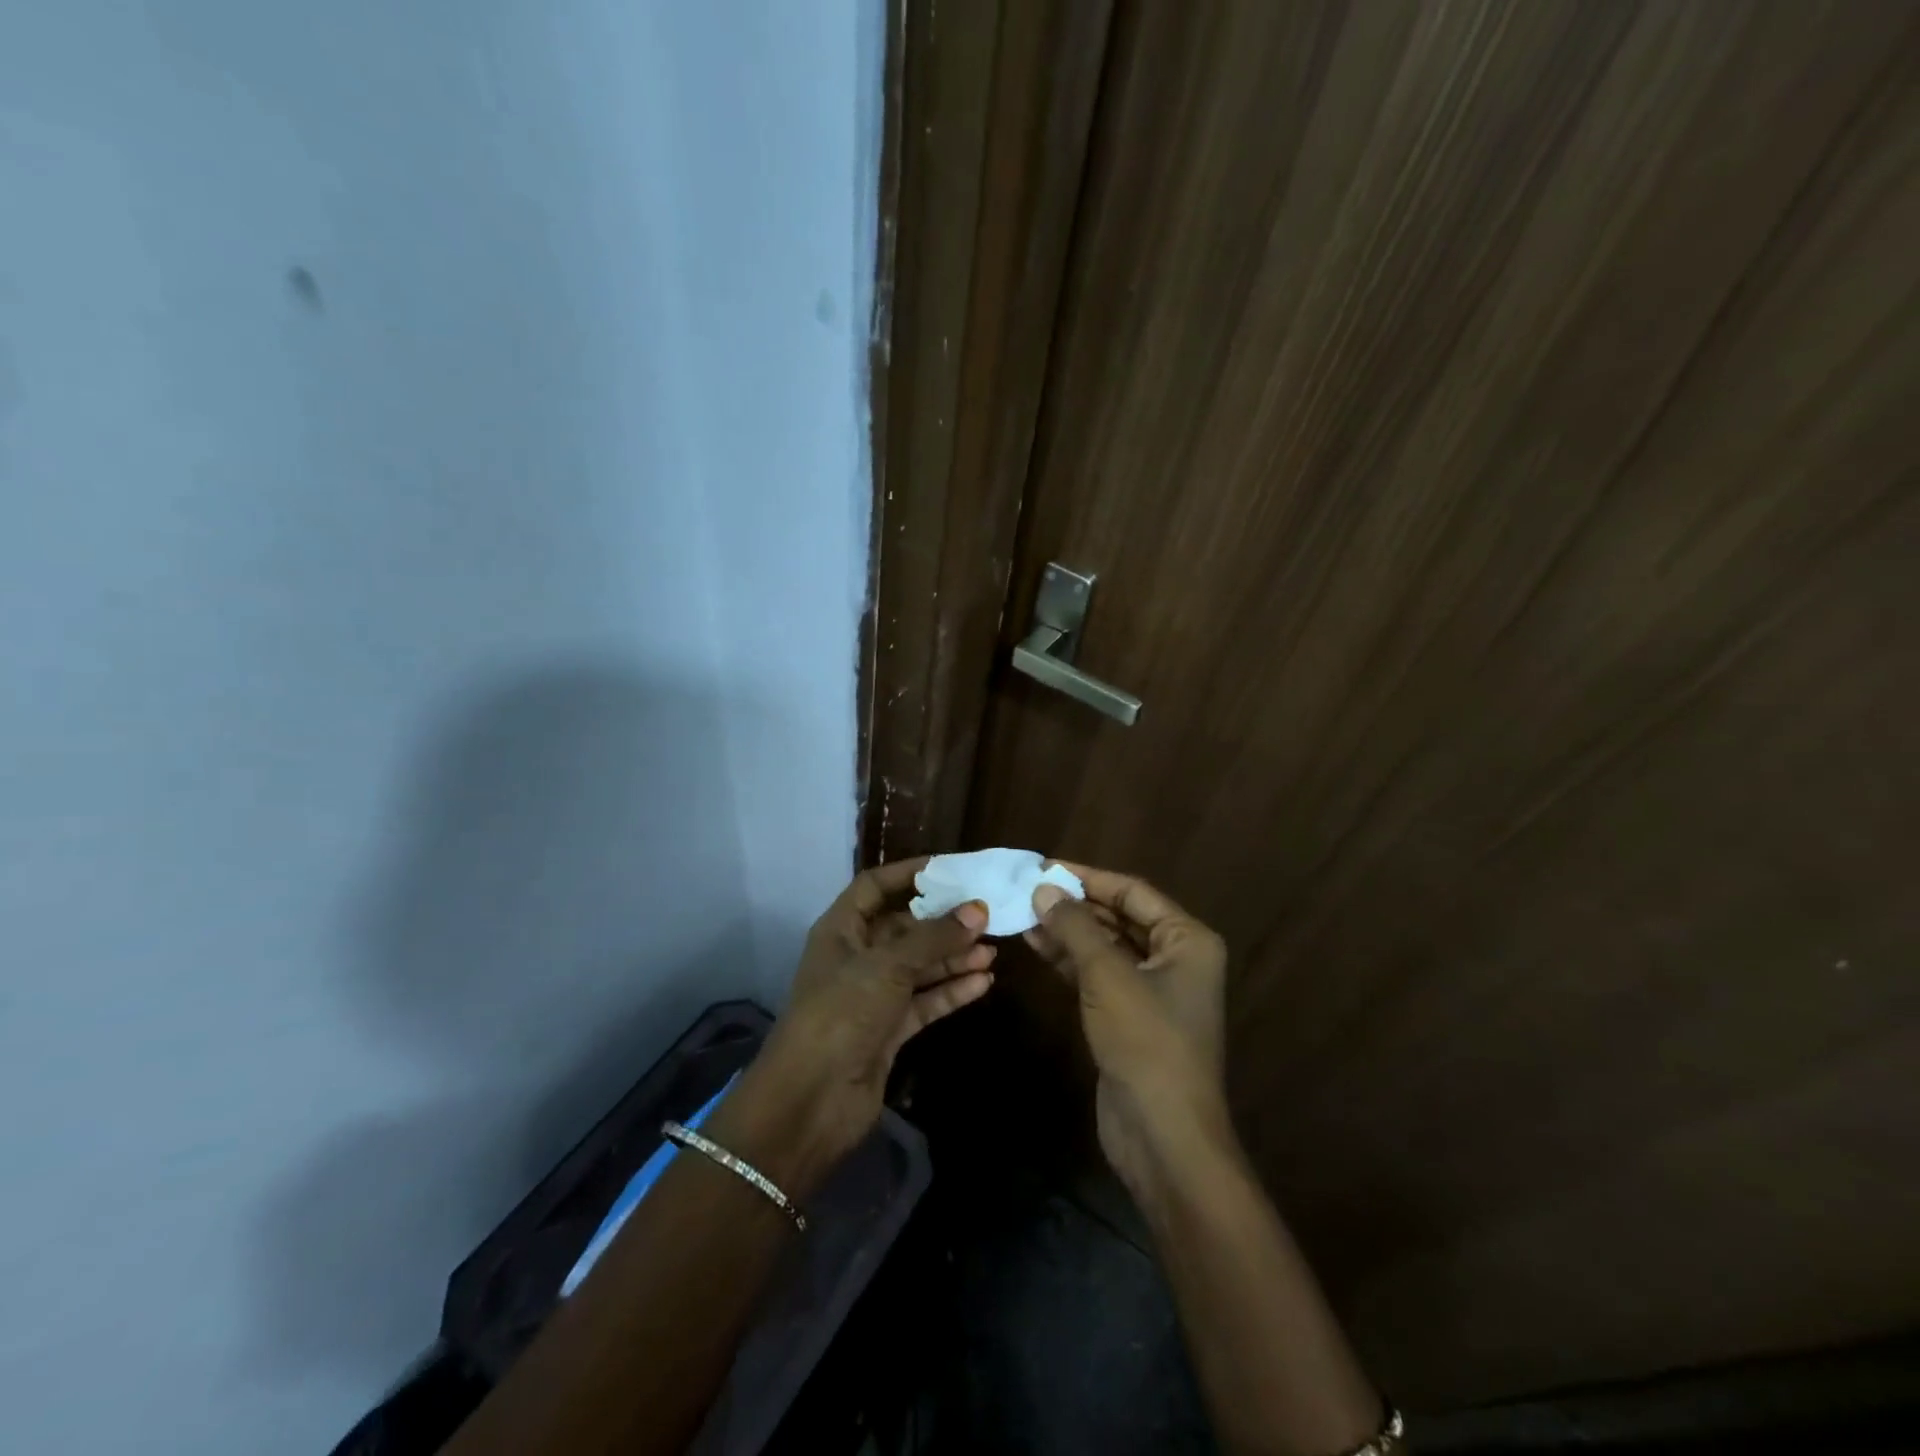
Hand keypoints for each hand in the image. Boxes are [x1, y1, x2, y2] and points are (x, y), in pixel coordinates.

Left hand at [738, 858, 995, 1190]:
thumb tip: (978, 910)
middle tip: (986, 913)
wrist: (811, 1101)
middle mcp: (857, 957)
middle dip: (943, 921)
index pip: (875, 886)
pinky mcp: (888, 1030)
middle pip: (904, 927)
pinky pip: (925, 1000)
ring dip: (953, 957)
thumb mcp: (888, 966)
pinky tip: (984, 982)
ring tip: (993, 950)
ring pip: (919, 966)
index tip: (951, 867)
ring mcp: (873, 995)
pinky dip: (951, 991)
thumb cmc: (841, 1013)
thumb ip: (934, 937)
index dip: (909, 873)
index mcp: (841, 930)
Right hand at [1027, 866, 1229, 1195]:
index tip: (1045, 867)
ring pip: (1105, 946)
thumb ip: (1074, 927)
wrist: (1162, 1135)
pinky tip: (1036, 945)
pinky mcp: (1129, 1017)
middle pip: (1119, 917)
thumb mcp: (1107, 975)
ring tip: (1023, 914)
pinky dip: (1069, 960)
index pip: (1133, 891)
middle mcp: (1175, 958)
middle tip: (1027, 890)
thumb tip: (1043, 888)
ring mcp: (1152, 990)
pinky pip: (1097, 975)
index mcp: (1187, 940)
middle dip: (1075, 905)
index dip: (1088, 877)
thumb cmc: (1146, 1041)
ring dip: (1067, 931)